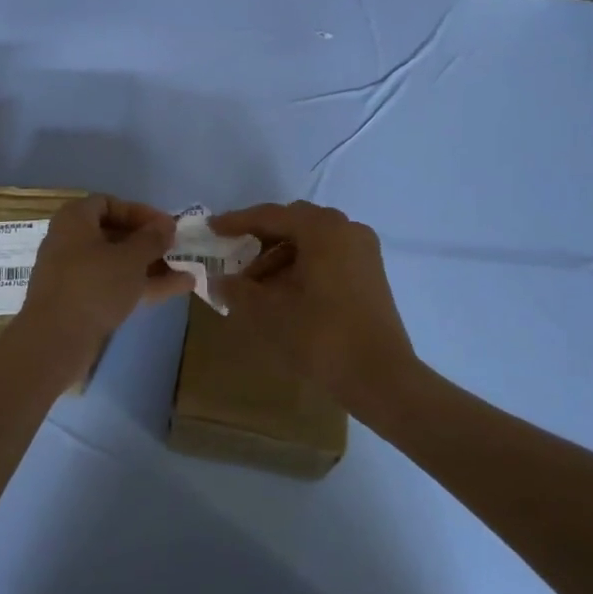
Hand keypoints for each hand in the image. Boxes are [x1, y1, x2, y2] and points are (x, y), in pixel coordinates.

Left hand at [20, 196, 190, 355]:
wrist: (55, 341)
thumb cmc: (94, 286)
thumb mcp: (131, 258)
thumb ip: (152, 238)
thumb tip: (166, 224)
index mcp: (74, 220)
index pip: (109, 203)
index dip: (140, 212)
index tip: (166, 226)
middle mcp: (69, 242)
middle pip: (114, 234)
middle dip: (149, 243)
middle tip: (176, 249)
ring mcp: (73, 274)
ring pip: (117, 263)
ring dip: (151, 266)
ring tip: (186, 273)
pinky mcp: (79, 302)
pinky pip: (113, 285)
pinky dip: (140, 285)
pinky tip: (176, 290)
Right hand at [213, 201, 418, 405]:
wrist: (380, 377)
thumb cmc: (320, 336)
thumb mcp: (267, 312)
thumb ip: (238, 290)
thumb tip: (220, 280)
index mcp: (322, 229)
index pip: (271, 216)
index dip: (237, 222)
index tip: (212, 229)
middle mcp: (346, 230)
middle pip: (293, 224)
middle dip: (261, 240)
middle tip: (234, 259)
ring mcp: (363, 252)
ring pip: (311, 242)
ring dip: (280, 257)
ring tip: (256, 288)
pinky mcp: (370, 274)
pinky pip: (328, 257)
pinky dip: (302, 267)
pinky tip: (284, 295)